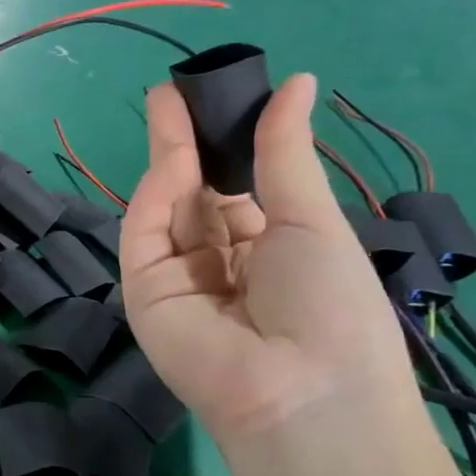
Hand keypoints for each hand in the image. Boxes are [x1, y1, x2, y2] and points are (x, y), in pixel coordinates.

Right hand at [118, 74, 415, 445]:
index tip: (214, 97)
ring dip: (168, 158)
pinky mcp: (144, 291)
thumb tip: (297, 83)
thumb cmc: (330, 306)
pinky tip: (172, 155)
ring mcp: (178, 278)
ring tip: (167, 104)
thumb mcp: (313, 222)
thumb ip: (284, 155)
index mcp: (267, 251)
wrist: (303, 392)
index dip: (226, 145)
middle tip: (174, 93)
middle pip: (194, 193)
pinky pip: (146, 235)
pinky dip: (156, 195)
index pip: (236, 189)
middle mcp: (218, 263)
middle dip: (187, 143)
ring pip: (167, 208)